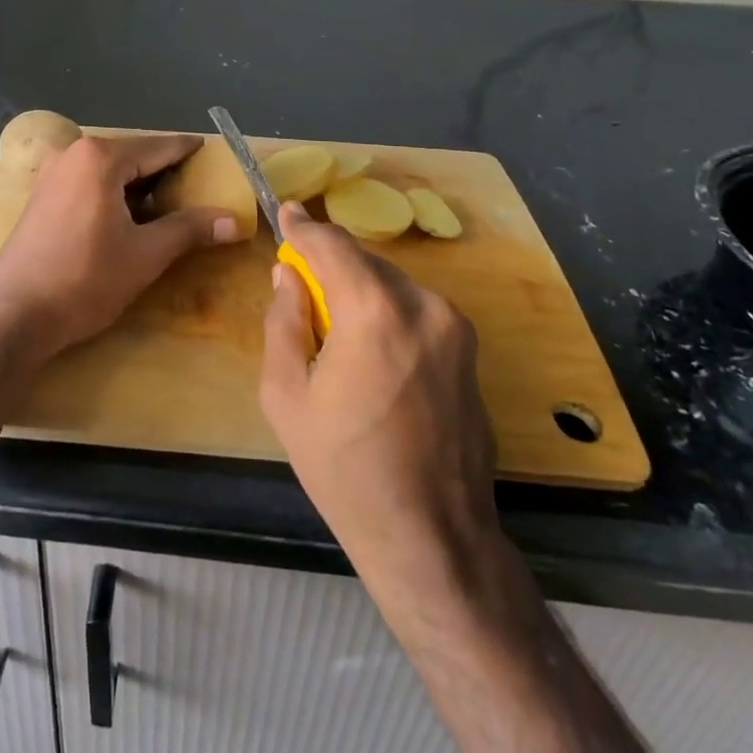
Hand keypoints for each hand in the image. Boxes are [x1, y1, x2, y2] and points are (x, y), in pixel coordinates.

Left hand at [0, 133, 242, 358]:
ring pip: (110, 171)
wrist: (13, 316)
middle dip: (165, 171)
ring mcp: (52, 174)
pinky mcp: (41, 197)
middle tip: (198, 187)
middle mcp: (73, 154)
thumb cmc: (84, 279)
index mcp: (100, 158)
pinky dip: (113, 194)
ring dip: (139, 186)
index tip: (213, 152)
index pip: (158, 147)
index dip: (189, 151)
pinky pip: (89, 184)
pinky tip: (129, 218)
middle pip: (133, 156)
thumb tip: (234, 221)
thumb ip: (190, 230)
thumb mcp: (145, 254)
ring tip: (169, 205)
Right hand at [258, 203, 499, 583]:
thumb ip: (283, 322)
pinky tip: (370, 355)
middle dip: (330, 265)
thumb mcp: (287, 396)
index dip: (304, 226)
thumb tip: (288, 277)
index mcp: (375, 311)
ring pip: (392, 285)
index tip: (285, 213)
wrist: (433, 538)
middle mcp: (423, 305)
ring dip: (359, 291)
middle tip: (299, 284)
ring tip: (334, 329)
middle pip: (365, 262)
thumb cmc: (346, 469)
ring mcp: (455, 327)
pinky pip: (415, 311)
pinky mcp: (469, 350)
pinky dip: (386, 313)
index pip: (333, 244)